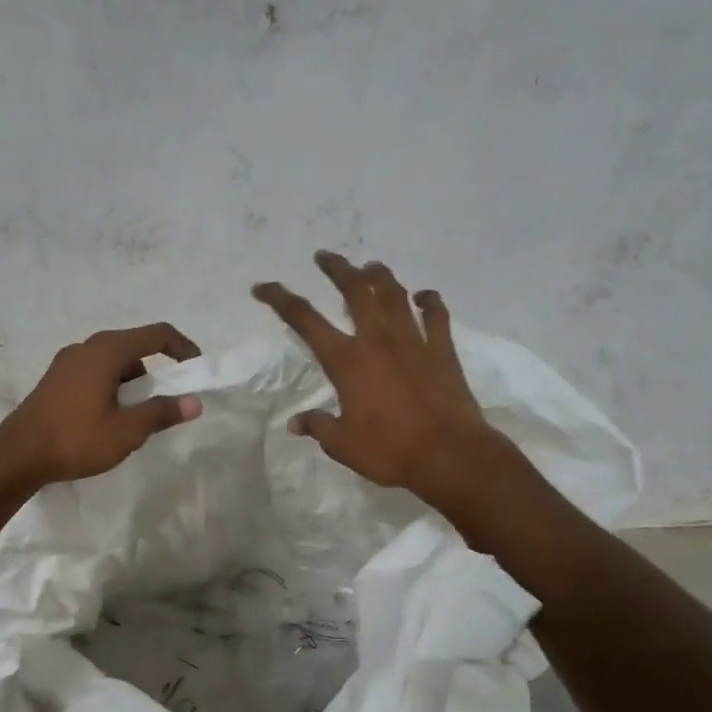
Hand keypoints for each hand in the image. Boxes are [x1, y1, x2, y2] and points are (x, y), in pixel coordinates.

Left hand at [0, 324, 202, 487]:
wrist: (17, 456)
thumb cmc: (76, 439)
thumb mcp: (127, 431)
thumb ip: (162, 413)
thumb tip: (194, 402)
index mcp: (107, 351)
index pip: (156, 334)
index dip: (182, 347)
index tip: (196, 369)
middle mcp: (86, 347)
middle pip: (133, 347)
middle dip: (156, 371)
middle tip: (165, 402)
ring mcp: (66, 362)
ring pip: (112, 362)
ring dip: (131, 383)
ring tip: (135, 418)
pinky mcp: (54, 380)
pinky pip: (94, 373)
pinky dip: (111, 387)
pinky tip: (107, 419)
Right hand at [253, 252, 505, 496]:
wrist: (449, 455)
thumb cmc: (389, 451)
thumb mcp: (342, 445)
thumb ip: (318, 427)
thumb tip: (296, 423)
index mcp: (347, 361)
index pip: (304, 319)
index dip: (279, 299)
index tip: (262, 287)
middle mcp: (378, 340)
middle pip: (354, 289)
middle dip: (337, 268)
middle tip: (324, 257)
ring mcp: (414, 341)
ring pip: (395, 294)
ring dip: (379, 276)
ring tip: (369, 268)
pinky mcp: (442, 350)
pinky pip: (437, 315)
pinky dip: (430, 302)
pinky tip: (424, 297)